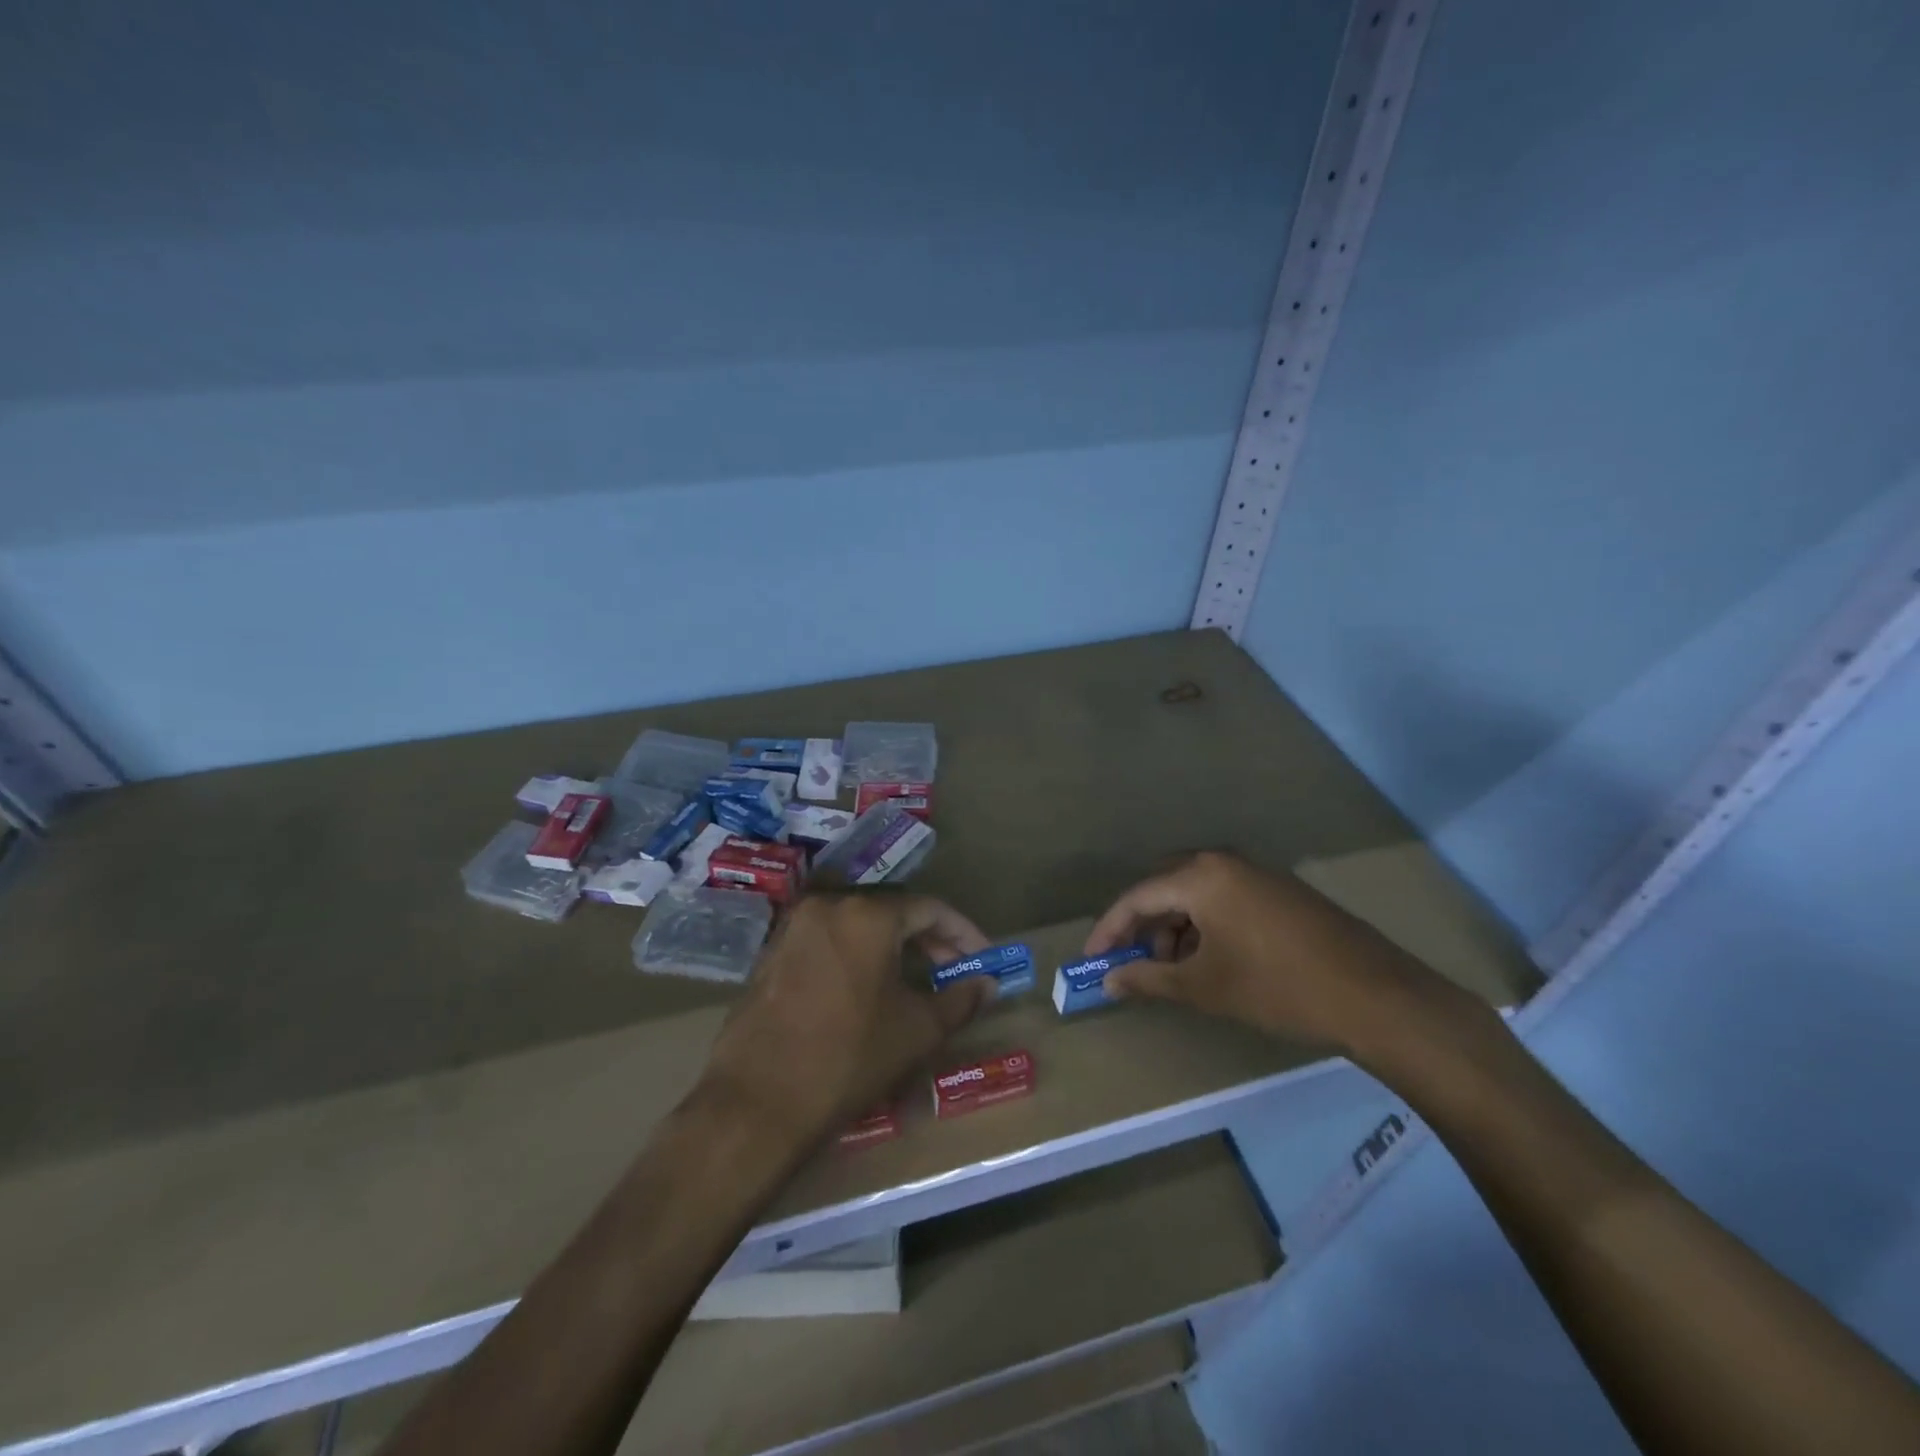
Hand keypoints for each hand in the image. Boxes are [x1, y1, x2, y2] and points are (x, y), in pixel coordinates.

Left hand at [699, 894, 994, 1145]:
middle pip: (891, 912)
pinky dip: (857, 956)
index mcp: (867, 914)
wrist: (758, 1101)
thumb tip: (986, 984)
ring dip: (892, 947)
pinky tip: (869, 989)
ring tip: (915, 981)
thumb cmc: (849, 1058)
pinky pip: (828, 941)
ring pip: (858, 925)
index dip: (963, 932)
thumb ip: (960, 1000)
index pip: (930, 908)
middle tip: (954, 971)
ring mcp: (794, 928)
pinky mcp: (772, 953)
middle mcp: (828, 906)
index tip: (983, 958)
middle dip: (929, 939)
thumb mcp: (917, 1030)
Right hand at [1085, 850, 1456, 1055]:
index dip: (1109, 930)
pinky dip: (1205, 926)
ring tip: (1174, 971)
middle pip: (1165, 889)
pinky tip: (1211, 961)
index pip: (1137, 897)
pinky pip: (1224, 899)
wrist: (1375, 995)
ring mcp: (1256, 873)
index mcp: (1201, 877)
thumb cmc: (1277, 987)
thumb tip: (1109, 981)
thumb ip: (1149, 979)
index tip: (1093, 960)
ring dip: (1175, 929)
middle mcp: (1224, 862)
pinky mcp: (1279, 890)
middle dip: (1143, 927)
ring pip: (1195, 895)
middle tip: (1133, 964)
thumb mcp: (1205, 987)